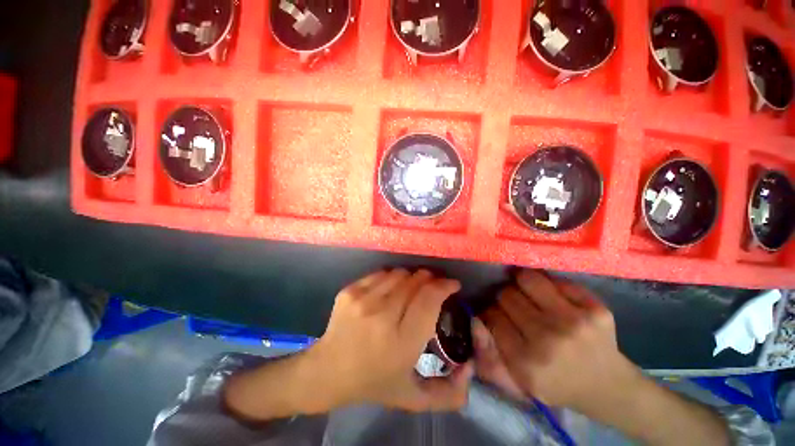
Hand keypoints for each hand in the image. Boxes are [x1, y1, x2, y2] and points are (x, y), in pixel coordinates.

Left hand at [307, 269, 472, 411]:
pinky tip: (391, 288)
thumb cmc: (373, 382)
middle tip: (433, 286)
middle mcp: (383, 315)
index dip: (444, 286)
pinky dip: (392, 277)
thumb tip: (470, 368)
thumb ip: (448, 394)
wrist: (327, 371)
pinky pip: (381, 273)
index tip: (452, 285)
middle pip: (415, 281)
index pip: (430, 299)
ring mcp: (363, 300)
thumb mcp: (412, 397)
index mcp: (402, 341)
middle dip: (430, 279)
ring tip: (412, 287)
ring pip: (399, 273)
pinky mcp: (350, 291)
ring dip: (411, 277)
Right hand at [481, 270, 641, 411]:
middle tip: (514, 306)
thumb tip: (474, 318)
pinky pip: (557, 280)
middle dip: (505, 298)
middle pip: (507, 296)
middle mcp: (548, 339)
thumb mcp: (517, 381)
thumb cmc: (556, 384)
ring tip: (526, 292)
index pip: (492, 316)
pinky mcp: (595, 309)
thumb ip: (488, 354)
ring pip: (527, 278)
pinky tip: (550, 295)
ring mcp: (575, 321)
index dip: (492, 312)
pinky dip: (549, 284)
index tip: (498, 316)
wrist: (608, 387)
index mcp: (526, 362)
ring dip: (521, 283)